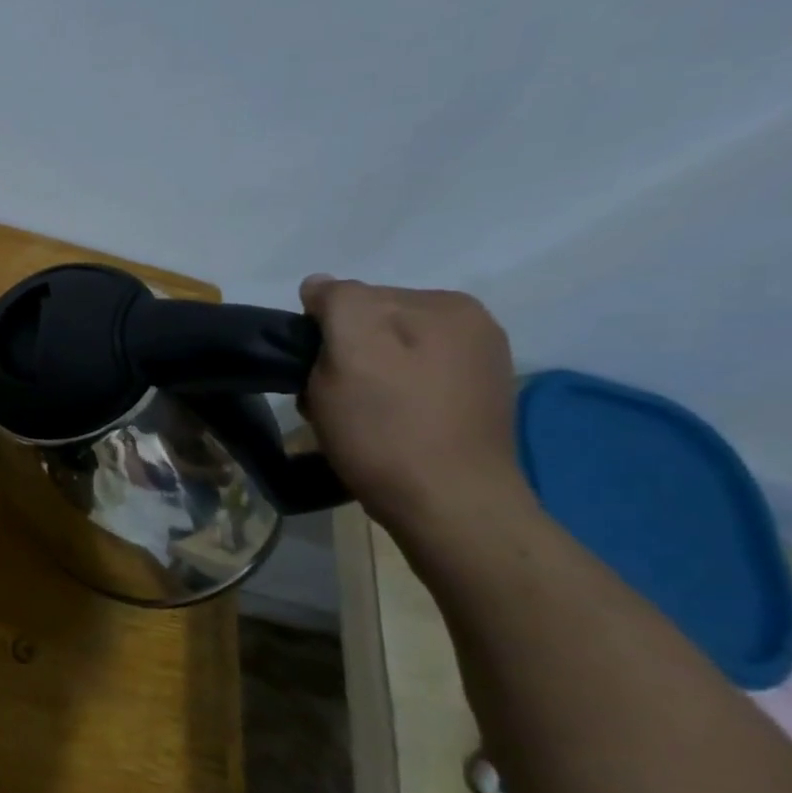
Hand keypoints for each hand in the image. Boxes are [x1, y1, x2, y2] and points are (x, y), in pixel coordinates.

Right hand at [299, 276, 530, 531]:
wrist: (450, 508)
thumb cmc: (388, 429)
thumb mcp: (350, 353)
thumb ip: (337, 304)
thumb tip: (319, 284)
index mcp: (445, 306)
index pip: (354, 298)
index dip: (321, 335)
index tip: (313, 375)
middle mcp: (472, 327)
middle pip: (372, 328)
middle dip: (340, 358)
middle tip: (326, 402)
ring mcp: (478, 367)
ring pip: (388, 358)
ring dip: (358, 383)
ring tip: (350, 420)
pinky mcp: (474, 404)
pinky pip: (410, 385)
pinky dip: (385, 401)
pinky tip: (380, 430)